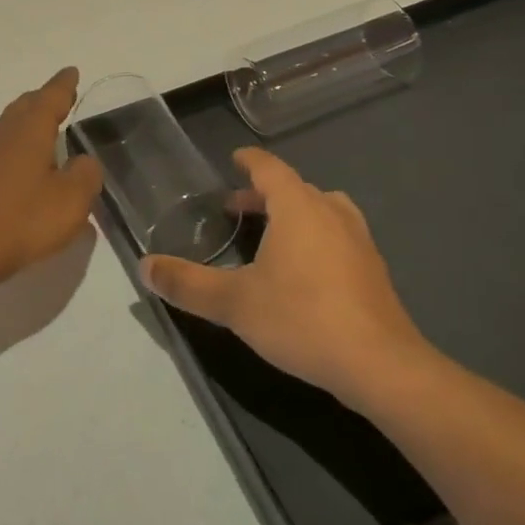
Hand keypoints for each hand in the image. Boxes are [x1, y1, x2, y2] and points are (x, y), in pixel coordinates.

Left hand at [0, 67, 103, 288]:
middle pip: (27, 104)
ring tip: (47, 126)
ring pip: (11, 123)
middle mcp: (5, 132)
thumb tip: (83, 162)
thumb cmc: (22, 220)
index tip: (72, 72)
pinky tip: (25, 163)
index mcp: (30, 129)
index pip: (52, 96)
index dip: (65, 84)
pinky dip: (18, 143)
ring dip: (29, 120)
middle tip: (62, 96)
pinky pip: (2, 145)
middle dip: (46, 98)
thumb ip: (86, 175)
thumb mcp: (71, 201)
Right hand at [141, 148, 428, 408]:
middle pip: (295, 189)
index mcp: (298, 207)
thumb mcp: (234, 303)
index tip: (234, 159)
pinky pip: (337, 236)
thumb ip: (188, 283)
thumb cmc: (302, 319)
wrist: (380, 365)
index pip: (270, 168)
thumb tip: (144, 266)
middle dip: (264, 194)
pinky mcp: (373, 270)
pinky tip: (304, 271)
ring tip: (271, 235)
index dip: (250, 161)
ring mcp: (359, 240)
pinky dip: (315, 237)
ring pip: (321, 211)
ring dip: (293, 214)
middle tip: (237, 209)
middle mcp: (331, 212)